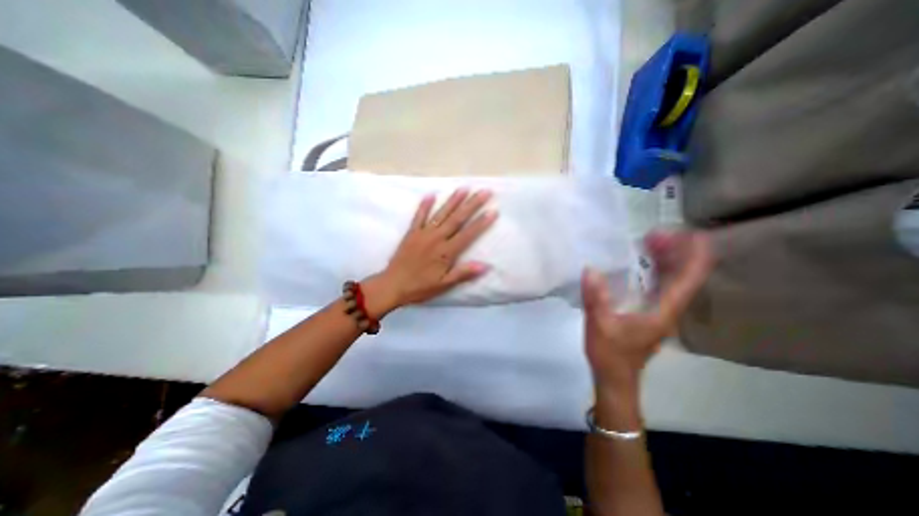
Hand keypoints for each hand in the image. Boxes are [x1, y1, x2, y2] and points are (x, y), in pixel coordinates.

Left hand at [363, 187, 499, 316]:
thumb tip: (486, 266)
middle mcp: (436, 238)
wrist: (392, 285)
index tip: (493, 211)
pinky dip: (424, 205)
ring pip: (441, 214)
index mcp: (446, 252)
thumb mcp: (444, 285)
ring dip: (453, 200)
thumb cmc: (420, 287)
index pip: (468, 234)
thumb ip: (463, 273)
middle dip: (472, 205)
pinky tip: (430, 194)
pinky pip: (418, 216)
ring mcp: (423, 233)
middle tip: (484, 191)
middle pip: (457, 219)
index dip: (481, 223)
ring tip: (464, 188)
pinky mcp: (411, 233)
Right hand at [580, 230, 709, 394]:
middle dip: (677, 251)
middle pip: (684, 276)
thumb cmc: (610, 354)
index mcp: (663, 311)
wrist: (614, 378)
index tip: (690, 233)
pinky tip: (641, 261)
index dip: (695, 255)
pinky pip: (658, 285)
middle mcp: (667, 309)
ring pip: (671, 280)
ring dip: (666, 259)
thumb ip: (596, 298)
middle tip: (655, 232)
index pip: (689, 279)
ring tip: (650, 240)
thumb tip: (590, 269)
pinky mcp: (647, 312)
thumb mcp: (599, 325)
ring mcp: (659, 311)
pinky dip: (654, 270)